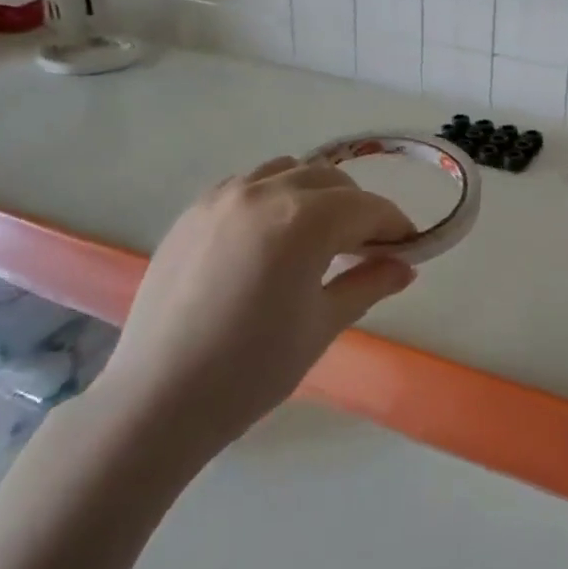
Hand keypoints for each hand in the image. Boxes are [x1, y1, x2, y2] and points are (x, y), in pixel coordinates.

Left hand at [104, 156, 417, 456]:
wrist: (159, 397)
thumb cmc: (252, 369)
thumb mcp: (322, 325)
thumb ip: (368, 284)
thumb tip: (405, 267)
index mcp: (302, 221)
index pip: (367, 206)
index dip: (395, 224)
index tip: (408, 247)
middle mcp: (264, 192)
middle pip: (330, 180)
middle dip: (357, 208)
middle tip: (366, 249)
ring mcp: (222, 196)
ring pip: (288, 171)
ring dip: (315, 195)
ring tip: (316, 238)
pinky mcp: (193, 210)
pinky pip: (248, 184)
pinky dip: (274, 196)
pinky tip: (269, 238)